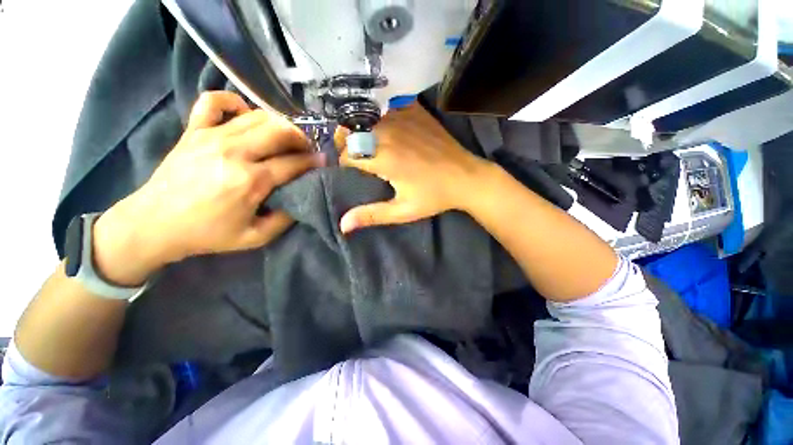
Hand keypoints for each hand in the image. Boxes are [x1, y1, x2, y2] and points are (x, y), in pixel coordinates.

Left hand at [92, 91, 323, 284]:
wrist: (154, 224)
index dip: (314, 161)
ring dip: (279, 124)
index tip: (324, 161)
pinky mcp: (194, 131)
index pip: (294, 163)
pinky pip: (214, 102)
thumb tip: (301, 198)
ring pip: (257, 116)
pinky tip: (244, 114)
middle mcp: (234, 152)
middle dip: (301, 138)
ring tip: (285, 137)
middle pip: (280, 131)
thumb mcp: (256, 237)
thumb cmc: (207, 234)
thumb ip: (285, 219)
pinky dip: (234, 101)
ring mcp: (211, 136)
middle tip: (306, 149)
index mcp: (251, 181)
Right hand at [336, 102, 490, 233]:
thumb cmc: (434, 197)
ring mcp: (402, 118)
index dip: (345, 164)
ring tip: (370, 143)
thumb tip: (343, 225)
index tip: (353, 172)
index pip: (347, 155)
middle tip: (358, 157)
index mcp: (383, 158)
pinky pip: (388, 108)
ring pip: (367, 118)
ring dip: (363, 130)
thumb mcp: (402, 211)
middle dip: (348, 144)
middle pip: (352, 132)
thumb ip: (371, 215)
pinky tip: (389, 128)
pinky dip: (381, 116)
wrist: (466, 177)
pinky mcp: (415, 111)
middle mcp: (388, 133)